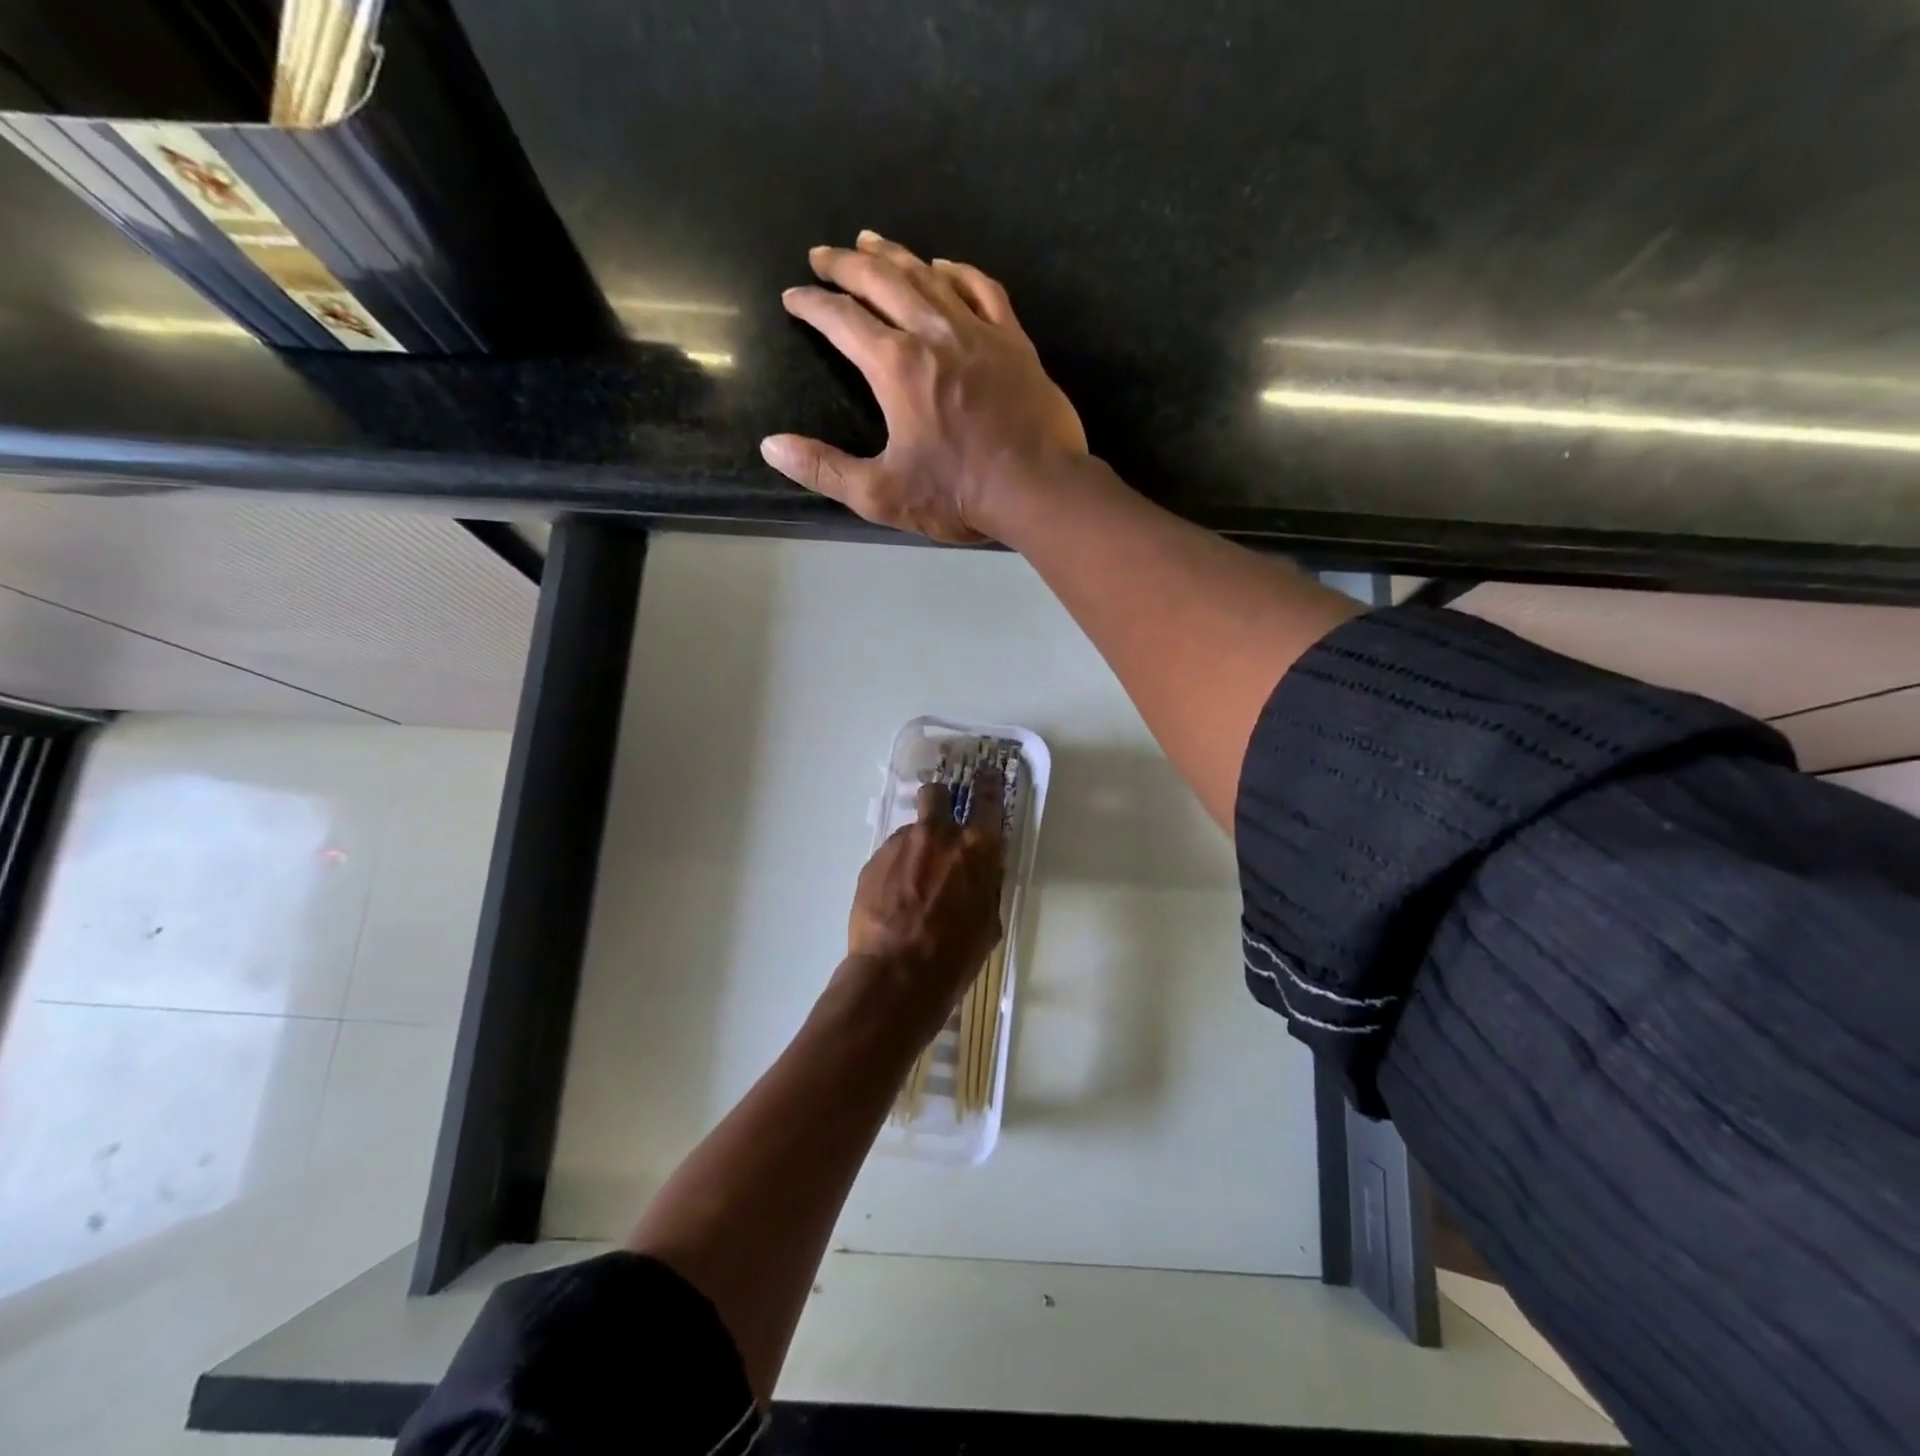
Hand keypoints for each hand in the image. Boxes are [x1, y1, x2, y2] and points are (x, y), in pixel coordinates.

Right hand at [761, 233, 1087, 542]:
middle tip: (823, 254)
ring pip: (929, 276)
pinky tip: (944, 265)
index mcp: (896, 366)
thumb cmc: (958, 494)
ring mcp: (978, 331)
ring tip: (871, 241)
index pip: (842, 320)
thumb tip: (771, 446)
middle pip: (881, 281)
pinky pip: (982, 289)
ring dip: (894, 255)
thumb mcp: (881, 494)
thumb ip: (824, 470)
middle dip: (846, 264)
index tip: (793, 296)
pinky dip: (958, 271)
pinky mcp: (1013, 341)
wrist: (1038, 488)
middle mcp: (933, 333)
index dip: (812, 304)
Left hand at [844, 773, 1006, 1034]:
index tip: (988, 776)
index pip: (989, 800)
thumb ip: (984, 886)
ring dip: (914, 849)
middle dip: (939, 802)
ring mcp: (901, 845)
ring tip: (911, 886)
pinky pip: (889, 856)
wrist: (897, 974)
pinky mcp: (873, 861)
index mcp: (976, 849)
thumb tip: (978, 875)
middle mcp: (938, 835)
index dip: (989, 785)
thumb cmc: (954, 956)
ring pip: (911, 832)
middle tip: (939, 825)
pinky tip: (892, 901)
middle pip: (936, 795)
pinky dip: (894, 870)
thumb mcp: (987, 922)